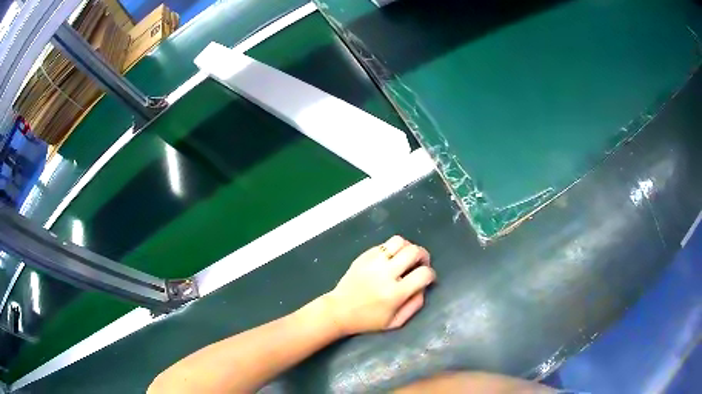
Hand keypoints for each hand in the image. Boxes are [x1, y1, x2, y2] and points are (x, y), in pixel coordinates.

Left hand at [324, 236, 435, 334]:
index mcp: (395, 293)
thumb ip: (415, 304)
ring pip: (398, 241)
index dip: (431, 274)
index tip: (427, 278)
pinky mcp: (363, 256)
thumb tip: (424, 286)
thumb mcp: (395, 322)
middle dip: (423, 256)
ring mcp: (373, 262)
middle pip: (413, 251)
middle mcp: (385, 274)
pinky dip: (391, 250)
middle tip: (420, 264)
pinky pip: (383, 244)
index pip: (424, 274)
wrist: (339, 311)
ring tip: (406, 257)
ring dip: (408, 247)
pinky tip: (389, 260)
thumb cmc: (368, 320)